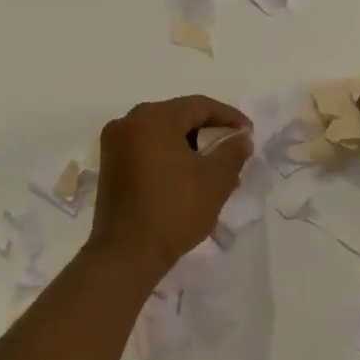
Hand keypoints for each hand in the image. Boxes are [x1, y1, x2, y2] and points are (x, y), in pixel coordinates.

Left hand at [88, 96, 252, 272]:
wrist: (127, 254)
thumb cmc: (175, 209)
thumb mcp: (216, 179)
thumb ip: (233, 152)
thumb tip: (241, 138)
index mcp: (153, 118)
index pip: (199, 106)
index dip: (228, 117)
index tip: (249, 133)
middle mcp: (128, 123)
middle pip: (178, 117)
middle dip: (209, 132)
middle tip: (233, 149)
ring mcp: (114, 146)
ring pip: (162, 134)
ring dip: (190, 146)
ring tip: (214, 167)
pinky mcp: (110, 167)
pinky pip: (147, 150)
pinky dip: (170, 157)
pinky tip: (188, 177)